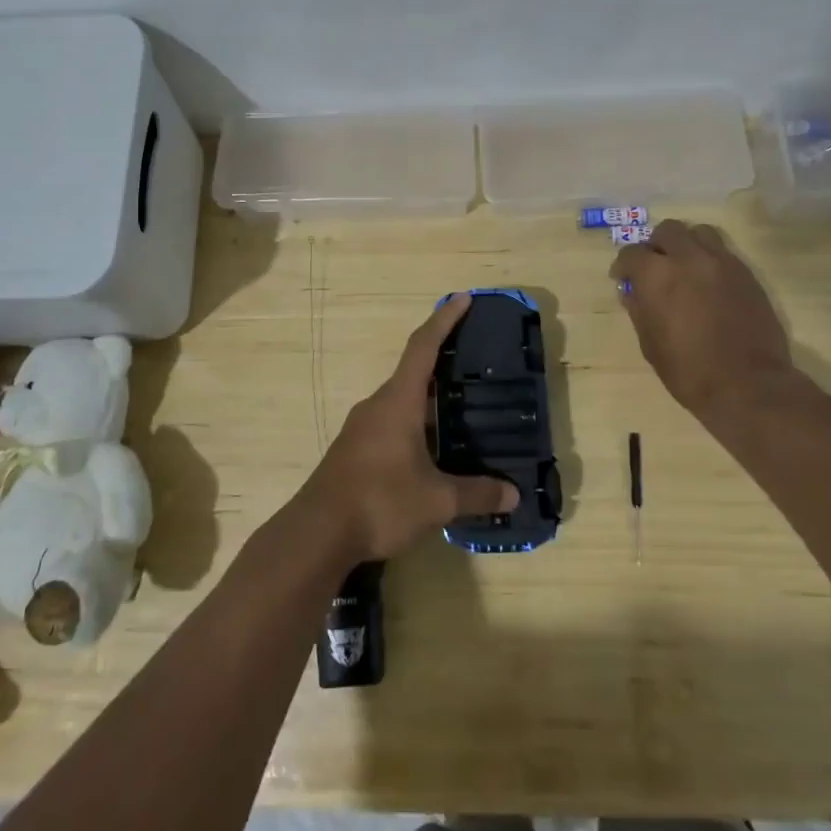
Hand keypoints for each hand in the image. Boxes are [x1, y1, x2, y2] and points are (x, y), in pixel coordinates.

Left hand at [297, 293, 518, 561]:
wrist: (317, 532)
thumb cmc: (379, 502)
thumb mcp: (436, 500)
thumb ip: (476, 493)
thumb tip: (513, 494)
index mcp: (398, 401)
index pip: (423, 347)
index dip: (444, 320)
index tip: (462, 298)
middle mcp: (378, 405)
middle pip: (414, 373)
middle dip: (443, 364)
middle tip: (475, 364)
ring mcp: (362, 428)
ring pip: (403, 402)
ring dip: (430, 401)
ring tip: (462, 410)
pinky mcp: (355, 450)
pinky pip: (392, 424)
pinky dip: (416, 424)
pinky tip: (433, 450)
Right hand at [610, 220, 799, 420]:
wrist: (747, 385)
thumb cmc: (688, 370)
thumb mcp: (650, 343)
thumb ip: (639, 309)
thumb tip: (633, 291)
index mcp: (657, 275)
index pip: (632, 253)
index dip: (624, 266)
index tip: (623, 279)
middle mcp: (688, 259)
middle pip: (667, 231)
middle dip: (656, 246)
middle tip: (655, 268)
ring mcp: (722, 263)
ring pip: (699, 233)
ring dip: (686, 245)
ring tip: (684, 269)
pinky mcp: (747, 274)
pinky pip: (722, 253)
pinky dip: (709, 260)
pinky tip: (708, 285)